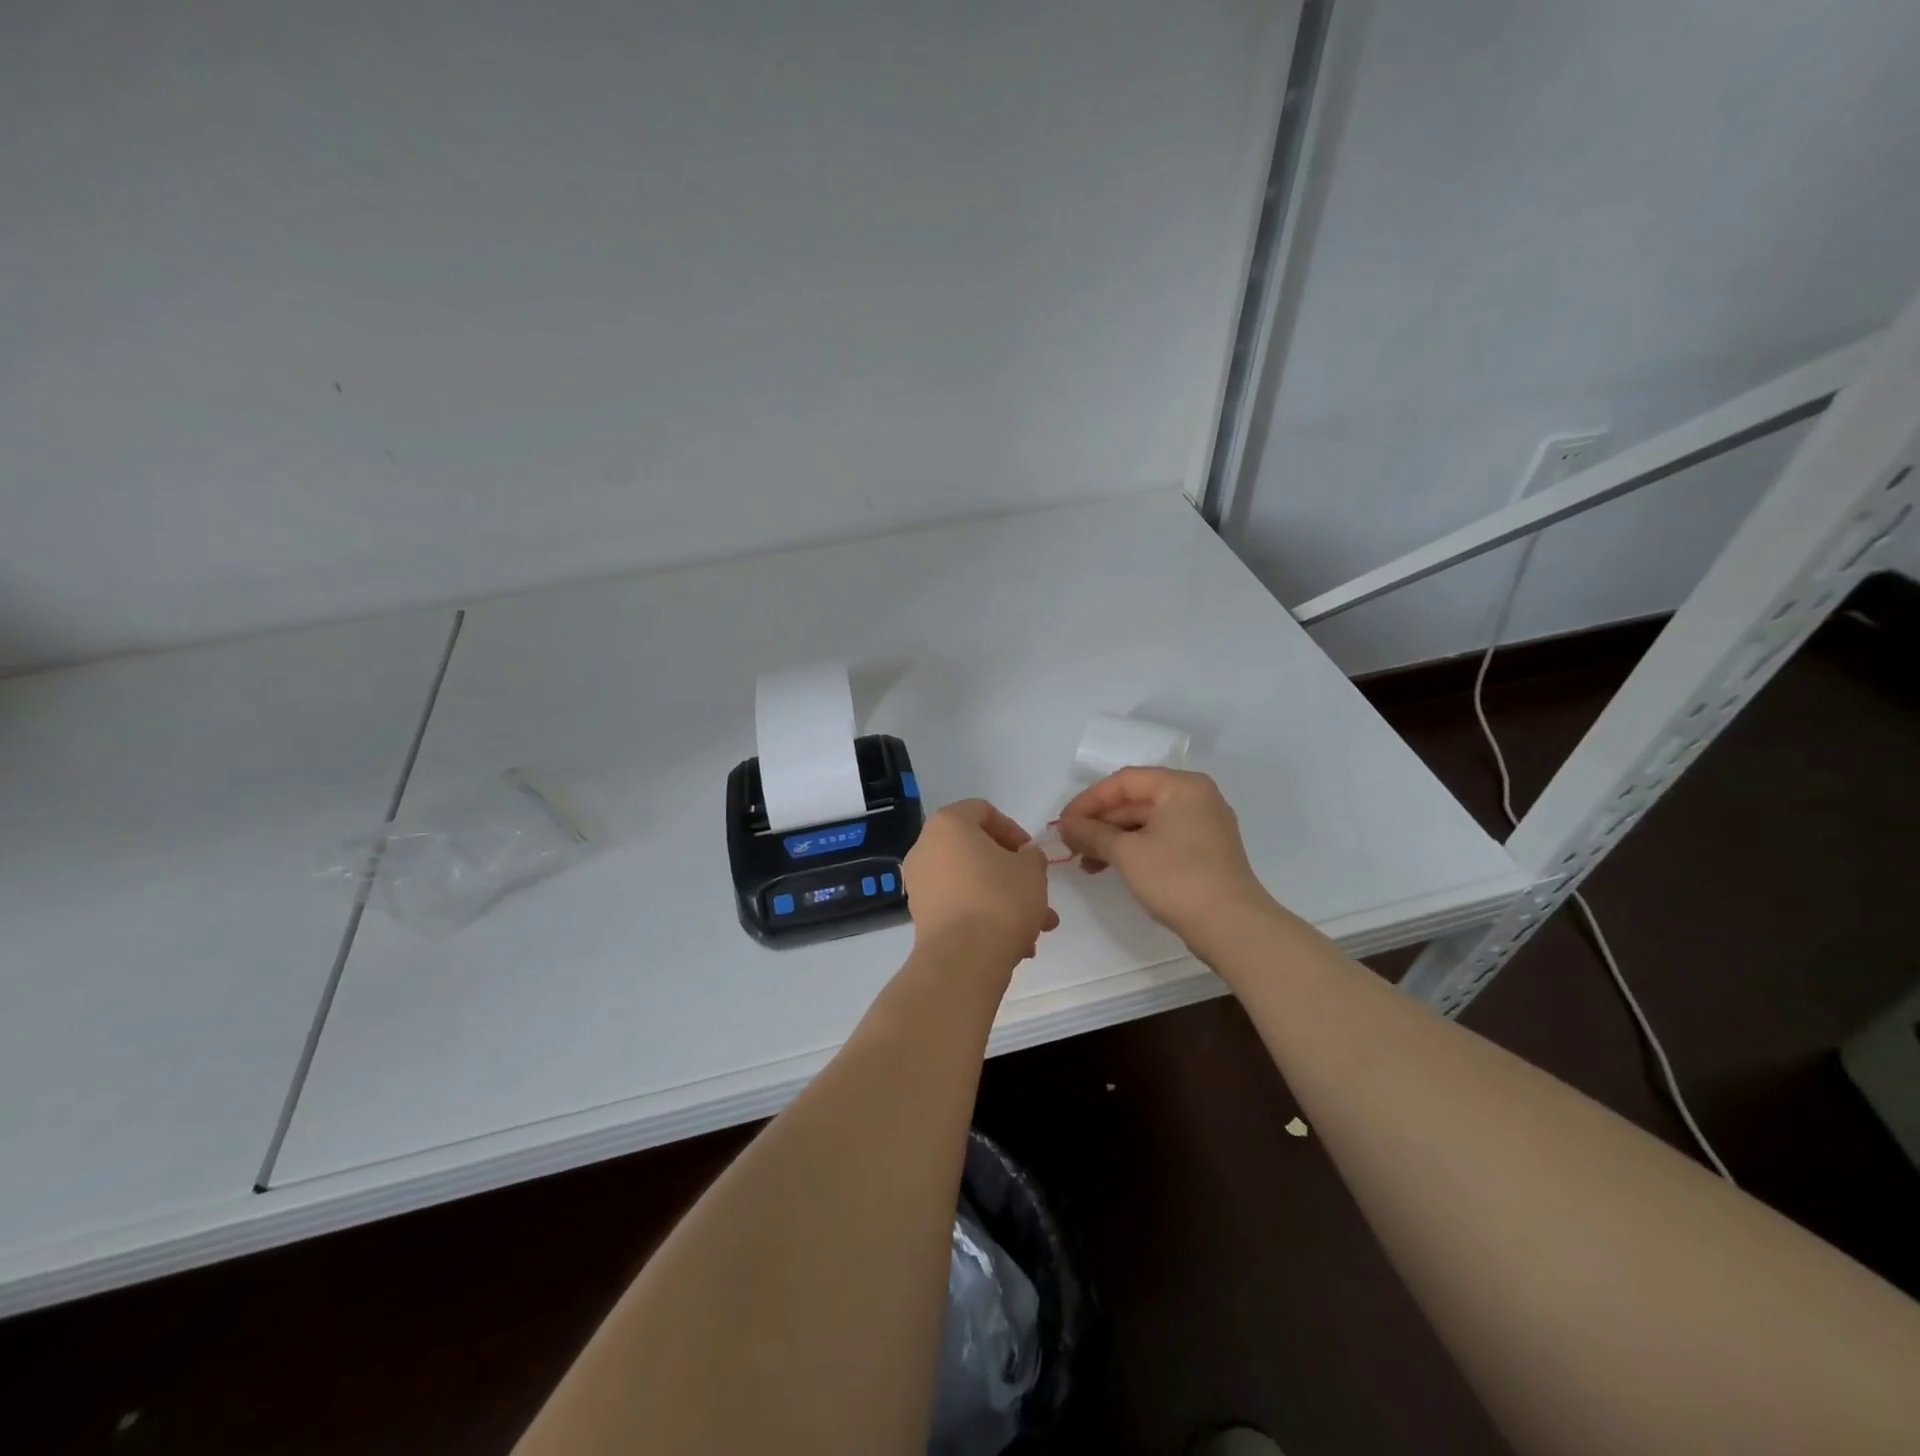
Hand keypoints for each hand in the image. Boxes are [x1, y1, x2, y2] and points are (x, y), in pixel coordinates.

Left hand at [903, 799, 1059, 970]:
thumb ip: (1031, 856)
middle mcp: (926, 848)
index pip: (983, 811)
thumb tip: (1023, 858)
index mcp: (948, 824)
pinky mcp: (922, 916)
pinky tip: (1015, 945)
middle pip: (976, 851)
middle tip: (1037, 892)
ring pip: (971, 883)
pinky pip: (960, 907)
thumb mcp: (1032, 870)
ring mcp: (920, 884)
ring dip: (1005, 901)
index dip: (1013, 830)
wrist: (964, 958)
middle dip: (1012, 874)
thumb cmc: (1000, 899)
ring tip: (1036, 928)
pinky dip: (985, 918)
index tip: (1031, 854)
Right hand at [1056, 768, 1272, 942]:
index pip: (1124, 781)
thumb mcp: (1127, 853)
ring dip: (1111, 839)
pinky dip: (1132, 850)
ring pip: (1145, 823)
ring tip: (1084, 861)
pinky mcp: (1202, 852)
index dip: (1088, 800)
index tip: (1063, 824)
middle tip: (1069, 844)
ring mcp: (1201, 826)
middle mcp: (1195, 798)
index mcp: (1181, 786)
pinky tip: (1107, 867)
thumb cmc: (1177, 879)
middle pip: (1135, 800)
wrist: (1232, 927)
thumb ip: (1092, 833)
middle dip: (1099, 822)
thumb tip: (1066, 826)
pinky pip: (1158, 840)